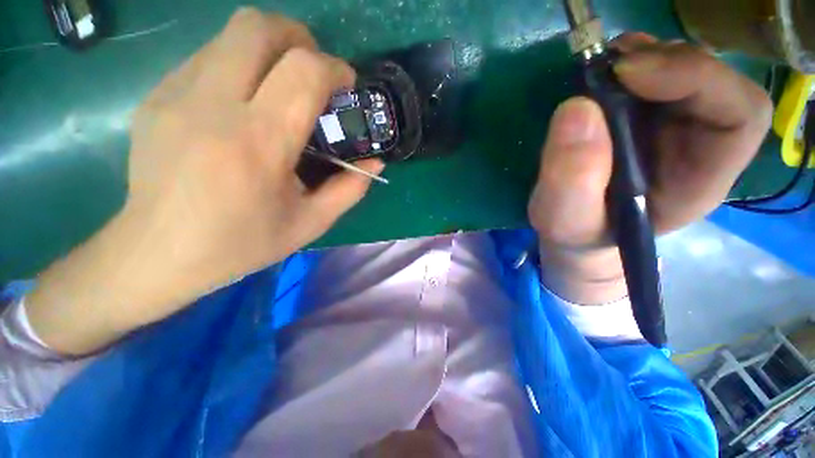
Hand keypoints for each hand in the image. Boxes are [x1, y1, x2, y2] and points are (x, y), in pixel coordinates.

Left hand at [27, 9, 383, 354]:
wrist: (152, 257)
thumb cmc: (237, 249)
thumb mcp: (309, 225)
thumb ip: (348, 189)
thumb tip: (375, 161)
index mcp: (257, 143)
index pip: (306, 71)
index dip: (337, 69)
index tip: (351, 85)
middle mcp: (217, 103)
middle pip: (264, 28)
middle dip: (304, 40)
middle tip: (323, 74)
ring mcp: (182, 92)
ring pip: (238, 33)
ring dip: (277, 50)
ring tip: (295, 89)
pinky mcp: (164, 95)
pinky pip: (219, 58)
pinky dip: (250, 68)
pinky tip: (255, 105)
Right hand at [529, 34, 771, 304]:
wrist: (574, 226)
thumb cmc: (575, 231)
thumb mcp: (566, 220)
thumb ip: (571, 180)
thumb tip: (576, 110)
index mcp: (698, 179)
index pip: (739, 115)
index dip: (697, 78)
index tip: (627, 76)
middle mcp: (699, 144)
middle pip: (715, 80)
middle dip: (668, 60)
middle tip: (611, 64)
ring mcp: (674, 125)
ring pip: (685, 68)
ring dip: (646, 56)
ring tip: (603, 67)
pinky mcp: (645, 116)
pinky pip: (654, 73)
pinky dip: (630, 62)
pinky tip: (603, 73)